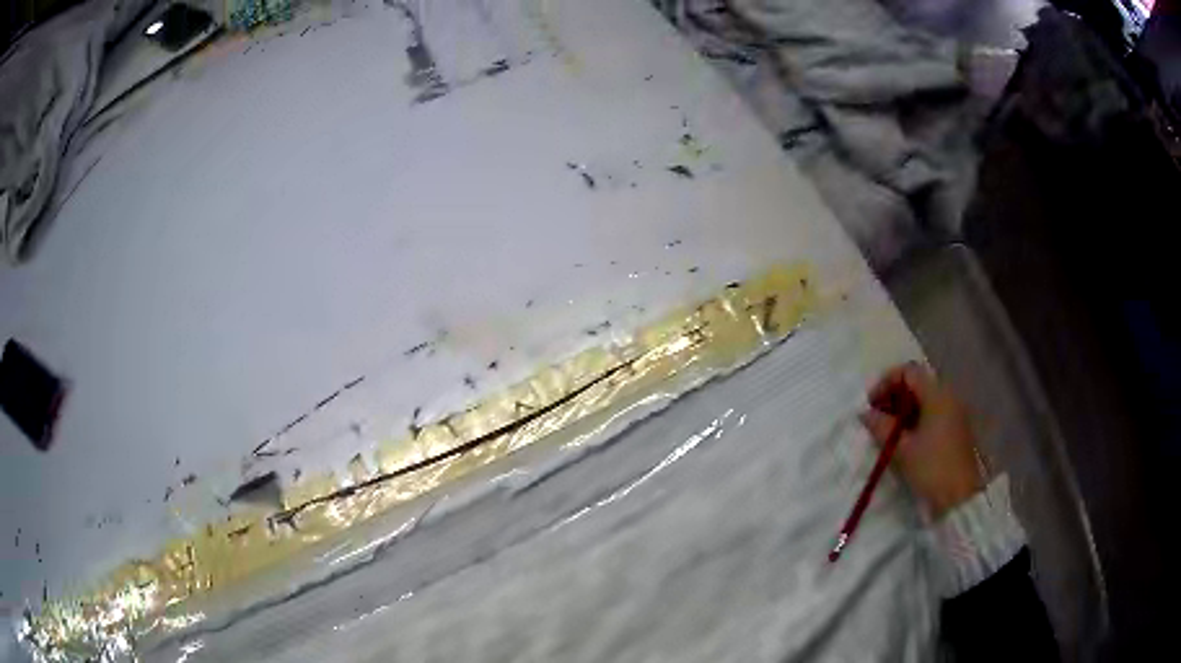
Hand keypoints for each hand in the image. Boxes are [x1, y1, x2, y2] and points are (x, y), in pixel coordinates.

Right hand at [860, 363, 983, 519]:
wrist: (960, 498)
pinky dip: (916, 418)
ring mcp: (955, 412)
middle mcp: (948, 396)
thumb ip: (881, 427)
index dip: (886, 382)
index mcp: (937, 394)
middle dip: (894, 395)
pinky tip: (904, 438)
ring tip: (887, 430)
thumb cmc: (931, 468)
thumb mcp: (901, 449)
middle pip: (917, 382)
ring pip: (925, 398)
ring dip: (904, 408)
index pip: (908, 371)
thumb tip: (865, 413)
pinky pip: (933, 412)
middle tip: (876, 417)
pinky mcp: (956, 428)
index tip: (870, 404)